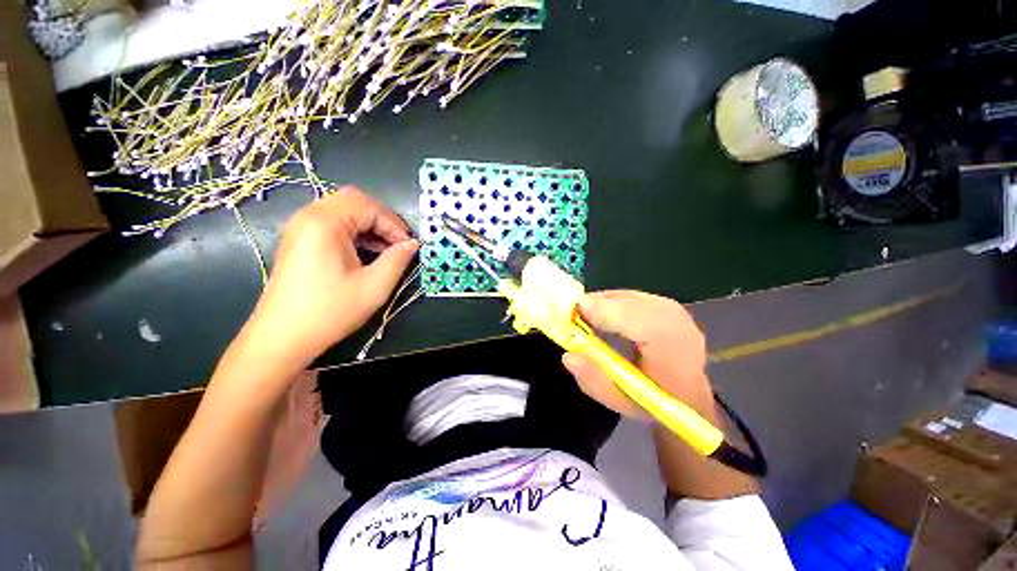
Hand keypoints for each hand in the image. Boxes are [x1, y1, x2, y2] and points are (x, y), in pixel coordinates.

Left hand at [246, 187, 417, 366]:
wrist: (281, 338)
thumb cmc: (330, 311)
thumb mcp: (374, 286)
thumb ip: (398, 260)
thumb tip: (412, 244)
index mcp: (325, 223)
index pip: (369, 207)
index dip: (395, 224)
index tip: (409, 247)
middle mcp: (309, 216)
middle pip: (354, 200)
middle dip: (382, 219)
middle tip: (398, 243)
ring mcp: (300, 227)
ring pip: (343, 210)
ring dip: (369, 225)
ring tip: (386, 249)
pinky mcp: (298, 240)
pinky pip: (332, 223)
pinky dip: (354, 231)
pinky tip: (366, 252)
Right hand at [562, 290, 715, 421]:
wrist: (689, 394)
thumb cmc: (655, 403)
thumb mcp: (621, 402)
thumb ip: (594, 382)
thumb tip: (568, 356)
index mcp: (673, 350)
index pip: (641, 321)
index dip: (606, 313)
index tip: (575, 314)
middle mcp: (675, 321)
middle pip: (627, 302)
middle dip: (595, 306)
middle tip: (572, 319)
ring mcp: (670, 307)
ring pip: (625, 296)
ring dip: (601, 304)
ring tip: (586, 320)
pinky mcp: (662, 302)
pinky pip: (628, 296)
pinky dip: (610, 303)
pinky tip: (603, 317)